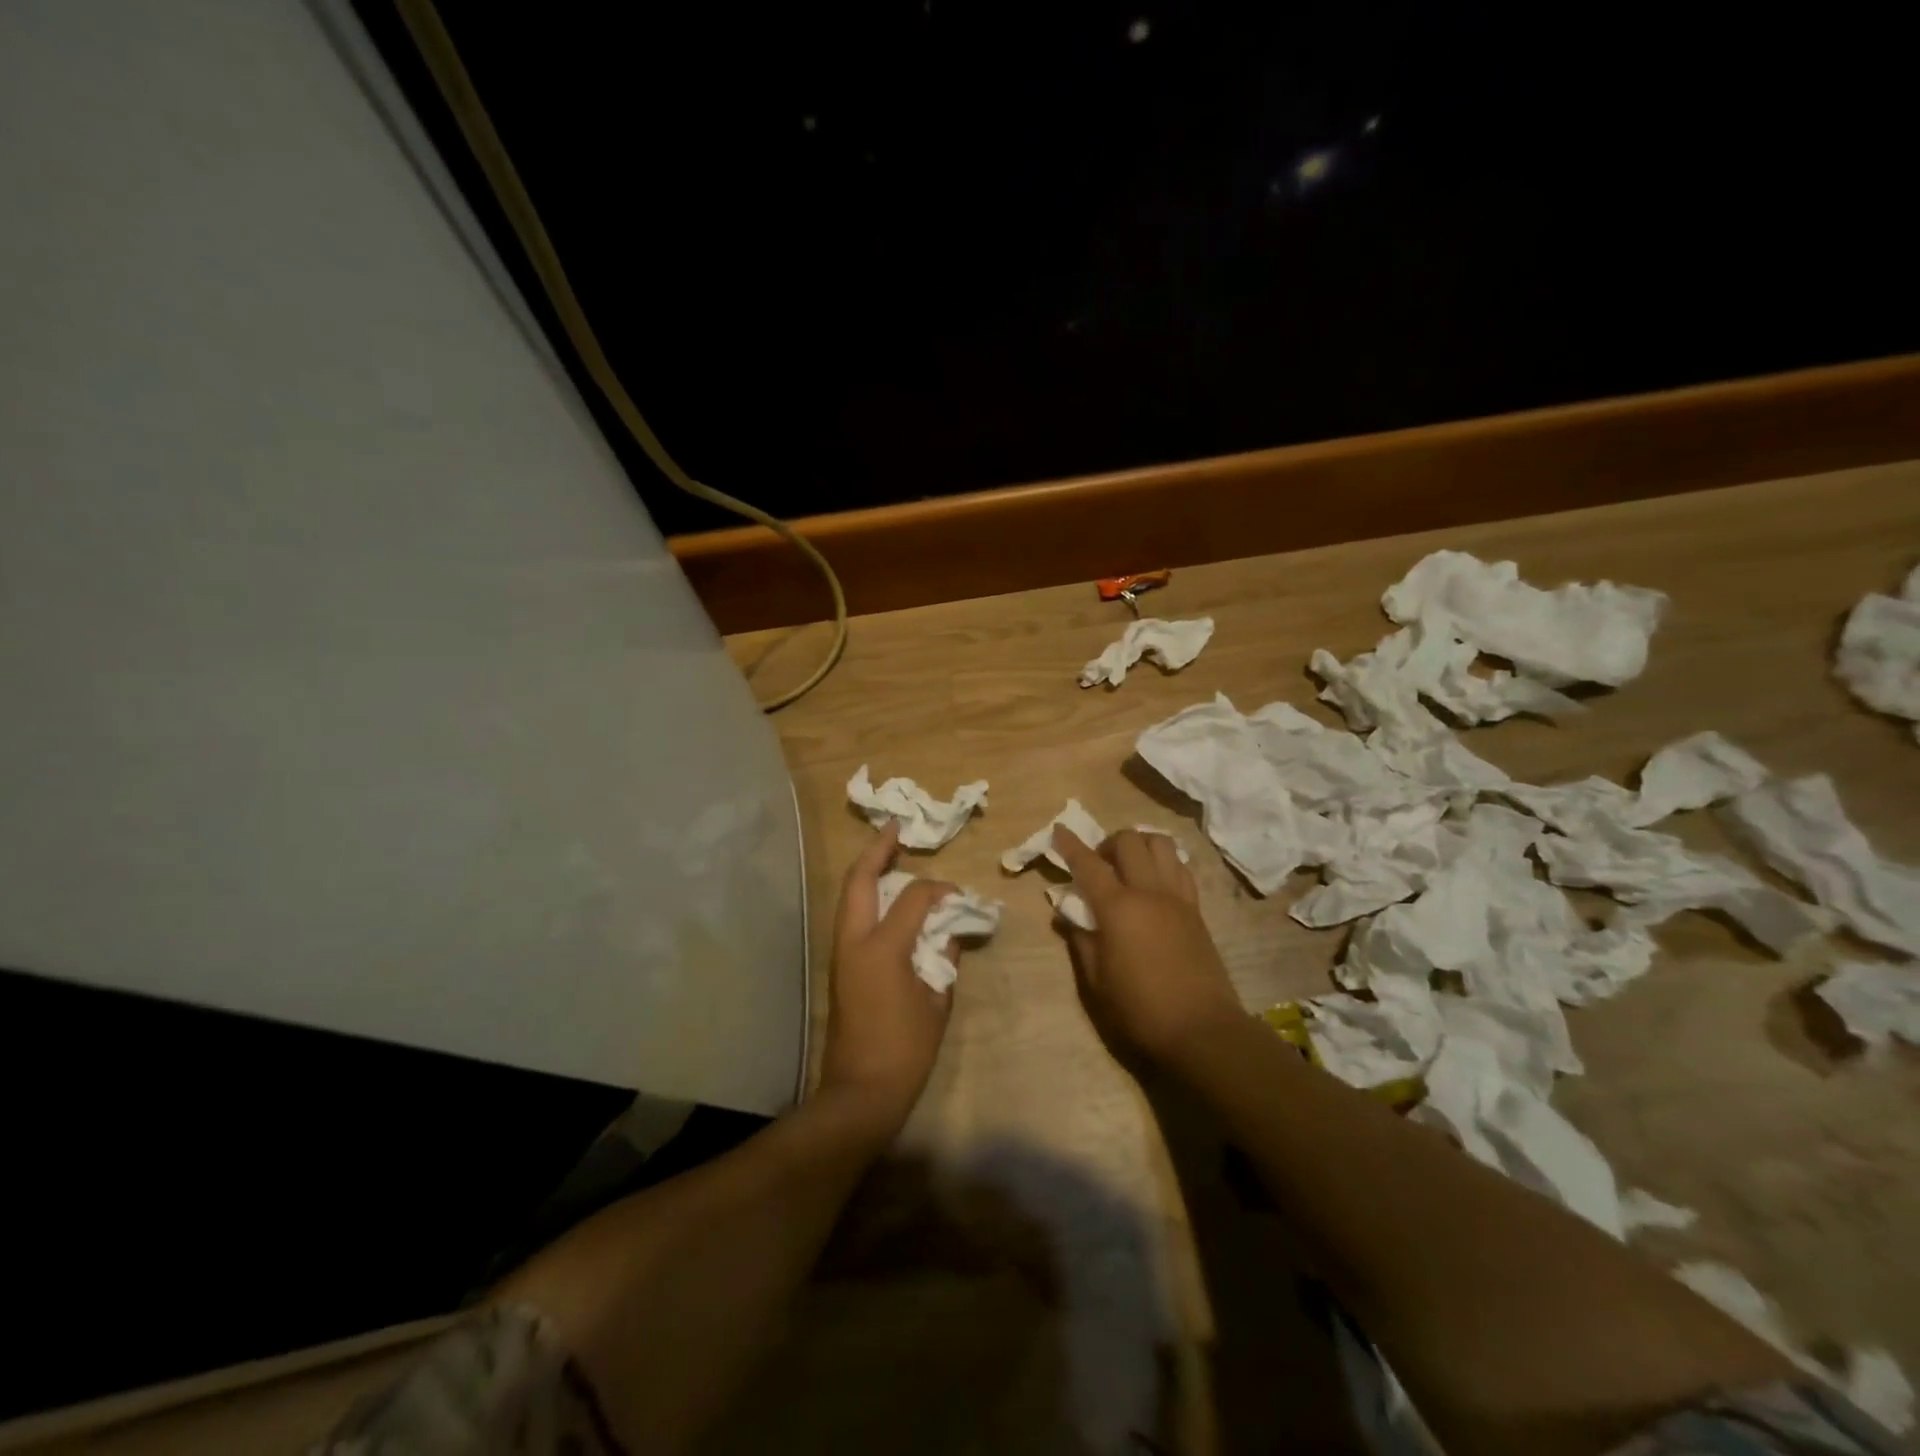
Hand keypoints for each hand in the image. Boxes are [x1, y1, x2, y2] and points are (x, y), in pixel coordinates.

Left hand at [816, 823, 957, 1134]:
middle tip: (896, 829)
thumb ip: (945, 958)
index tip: (958, 896)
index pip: (913, 897)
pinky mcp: (839, 967)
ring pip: (850, 896)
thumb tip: (951, 932)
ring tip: (889, 855)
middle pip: (860, 880)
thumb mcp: (937, 1002)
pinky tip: (886, 898)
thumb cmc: (905, 1050)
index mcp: (883, 948)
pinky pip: (852, 917)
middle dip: (877, 849)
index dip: (939, 889)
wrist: (860, 1092)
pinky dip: (867, 898)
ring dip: (868, 872)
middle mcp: (855, 941)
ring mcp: (841, 953)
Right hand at [1051, 826, 1244, 1066]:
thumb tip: (1068, 914)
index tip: (1059, 829)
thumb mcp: (1096, 981)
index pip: (1088, 864)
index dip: (1070, 845)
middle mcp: (1148, 891)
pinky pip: (1180, 868)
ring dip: (1140, 845)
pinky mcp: (1196, 909)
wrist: (1202, 1029)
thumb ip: (1080, 940)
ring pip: (1161, 844)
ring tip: (1129, 866)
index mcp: (1118, 908)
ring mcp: (1177, 897)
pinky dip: (1164, 862)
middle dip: (1107, 843)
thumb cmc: (1140, 1009)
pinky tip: (1155, 881)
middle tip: (1098, 864)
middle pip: (1128, 841)